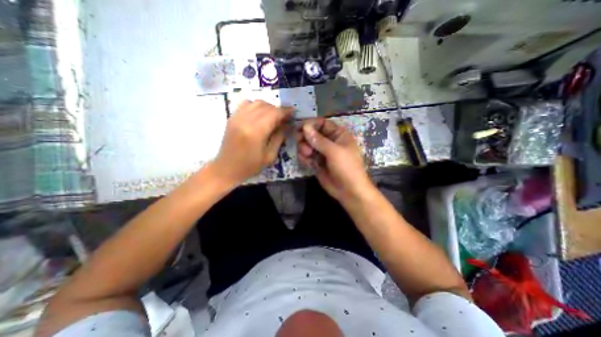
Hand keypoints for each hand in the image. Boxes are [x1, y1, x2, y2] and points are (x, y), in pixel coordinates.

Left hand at [212, 100, 292, 184]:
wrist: (226, 168)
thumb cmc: (250, 166)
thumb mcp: (269, 155)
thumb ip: (279, 137)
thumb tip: (287, 125)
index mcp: (256, 131)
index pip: (274, 113)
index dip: (286, 111)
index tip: (293, 112)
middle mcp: (245, 120)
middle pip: (266, 106)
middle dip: (278, 110)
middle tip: (285, 118)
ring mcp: (237, 117)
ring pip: (256, 103)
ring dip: (268, 107)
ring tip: (273, 116)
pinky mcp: (232, 118)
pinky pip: (246, 104)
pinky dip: (256, 106)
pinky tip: (260, 114)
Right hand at [297, 119, 373, 202]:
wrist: (349, 191)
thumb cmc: (347, 168)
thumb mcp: (334, 152)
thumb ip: (318, 140)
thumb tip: (304, 126)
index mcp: (338, 134)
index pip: (322, 123)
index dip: (311, 124)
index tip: (299, 128)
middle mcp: (329, 142)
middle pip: (312, 134)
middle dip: (305, 138)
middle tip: (303, 146)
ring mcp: (322, 153)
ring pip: (307, 145)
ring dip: (304, 148)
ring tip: (307, 155)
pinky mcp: (317, 163)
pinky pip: (306, 156)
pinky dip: (304, 158)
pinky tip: (307, 162)